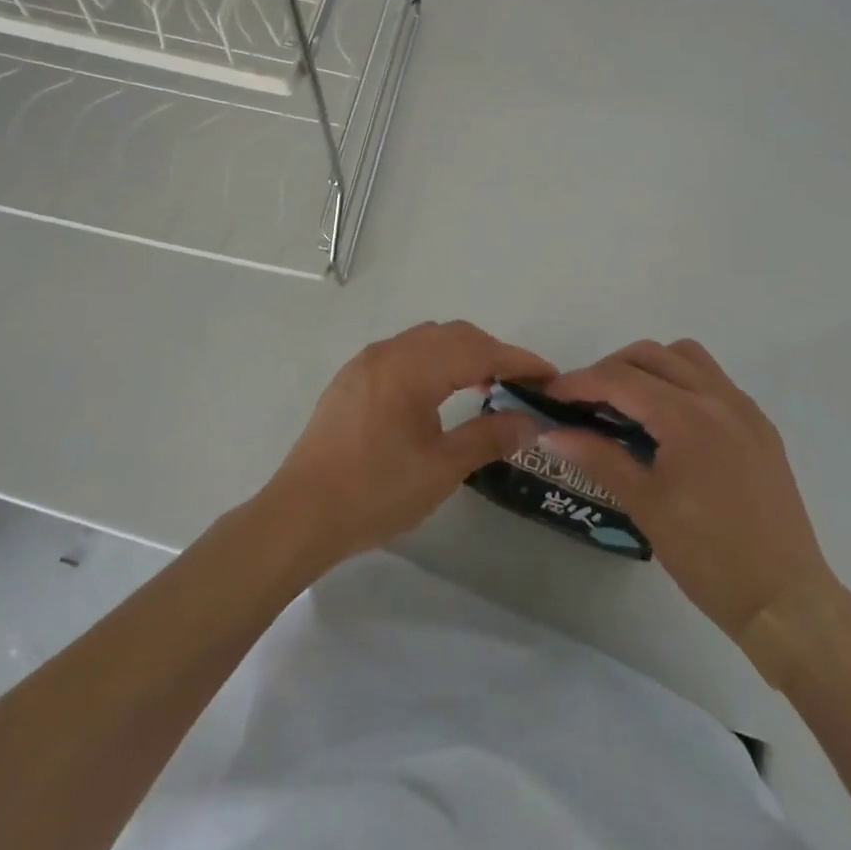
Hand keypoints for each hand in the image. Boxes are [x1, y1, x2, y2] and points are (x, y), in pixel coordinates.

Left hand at [261, 321, 554, 570]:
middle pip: (453, 335)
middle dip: (492, 352)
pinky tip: (439, 391)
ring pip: (427, 340)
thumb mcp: (441, 468)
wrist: (301, 514)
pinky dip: (433, 360)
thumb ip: (489, 437)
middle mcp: (389, 351)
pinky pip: (404, 352)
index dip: (518, 360)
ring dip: (462, 353)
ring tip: (485, 385)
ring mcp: (366, 361)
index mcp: (412, 368)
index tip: (549, 376)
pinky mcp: (352, 377)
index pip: (478, 350)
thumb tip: (530, 421)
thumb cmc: (375, 492)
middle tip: (521, 383)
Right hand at [542, 340, 843, 659]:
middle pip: (650, 355)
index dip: (579, 382)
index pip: (620, 379)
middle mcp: (717, 398)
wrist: (786, 602)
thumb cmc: (708, 556)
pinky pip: (713, 380)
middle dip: (610, 369)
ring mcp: (744, 409)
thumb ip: (597, 457)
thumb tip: (550, 432)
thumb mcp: (645, 505)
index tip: (550, 395)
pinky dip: (681, 382)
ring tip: (628, 402)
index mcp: (687, 416)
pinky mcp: (760, 426)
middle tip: (584, 401)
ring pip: (686, 357)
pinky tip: (670, 422)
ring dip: (649, 367)